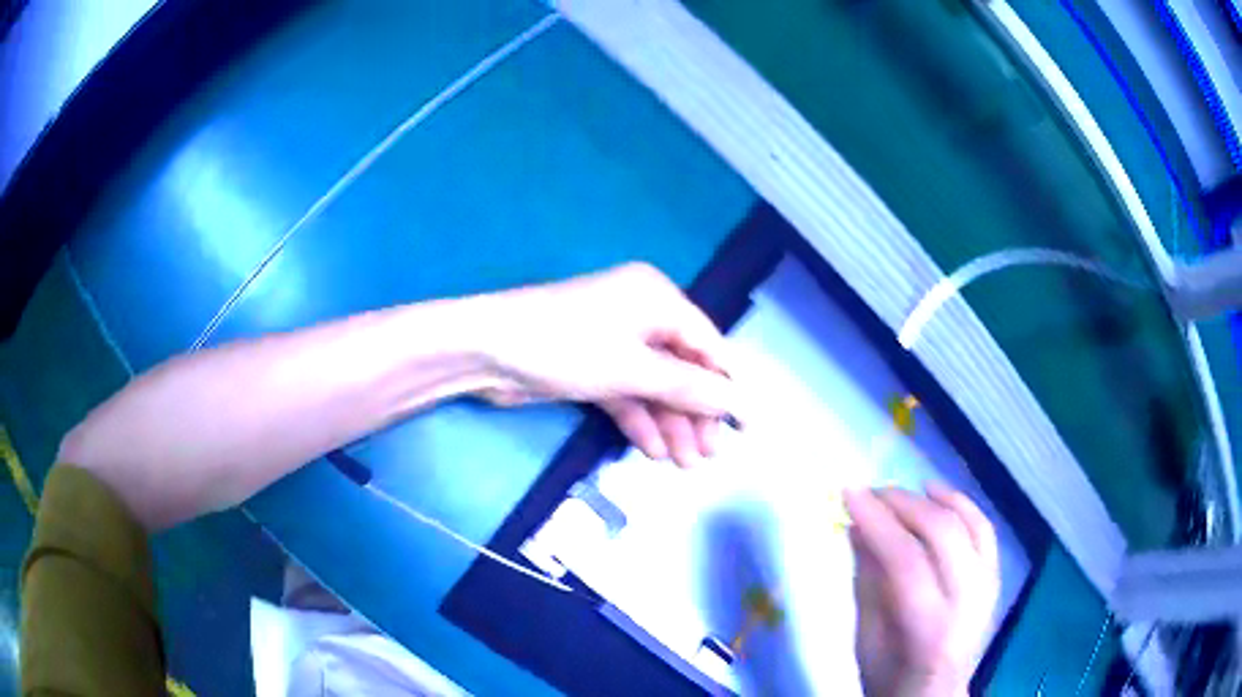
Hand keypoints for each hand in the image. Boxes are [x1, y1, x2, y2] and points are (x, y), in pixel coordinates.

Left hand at [478, 263, 735, 467]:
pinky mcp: (591, 366)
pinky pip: (627, 393)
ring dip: (669, 422)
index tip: (745, 426)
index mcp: (657, 298)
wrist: (486, 350)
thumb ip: (688, 387)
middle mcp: (640, 314)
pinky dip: (639, 420)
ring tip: (684, 464)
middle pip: (682, 368)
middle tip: (708, 456)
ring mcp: (613, 342)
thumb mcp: (633, 368)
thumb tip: (737, 403)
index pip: (707, 345)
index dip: (727, 386)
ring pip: (654, 385)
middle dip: (695, 412)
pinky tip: (652, 451)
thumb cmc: (566, 347)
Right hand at [843, 483, 998, 696]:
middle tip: (871, 492)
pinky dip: (962, 505)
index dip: (877, 522)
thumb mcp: (866, 640)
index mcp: (929, 628)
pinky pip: (984, 530)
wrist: (934, 693)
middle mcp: (967, 601)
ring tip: (900, 490)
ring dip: (932, 500)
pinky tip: (938, 493)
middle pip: (942, 534)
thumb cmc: (890, 677)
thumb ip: (867, 582)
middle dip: (904, 504)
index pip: (906, 561)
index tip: (849, 493)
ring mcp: (987, 586)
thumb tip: (857, 527)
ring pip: (967, 524)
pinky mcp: (993, 577)